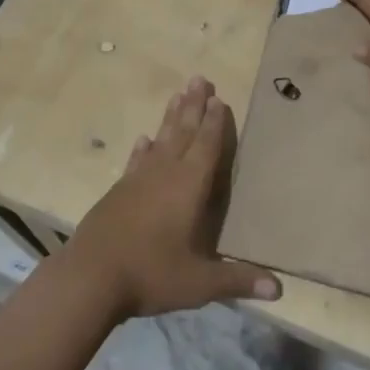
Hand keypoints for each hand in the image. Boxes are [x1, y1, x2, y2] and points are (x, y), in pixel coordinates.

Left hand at [63, 76, 280, 319]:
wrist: (90, 277)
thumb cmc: (151, 274)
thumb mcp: (200, 283)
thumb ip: (238, 280)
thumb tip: (279, 291)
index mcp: (189, 186)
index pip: (206, 146)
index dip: (215, 123)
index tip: (219, 98)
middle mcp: (165, 173)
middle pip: (183, 132)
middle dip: (194, 106)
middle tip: (200, 79)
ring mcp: (138, 179)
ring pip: (161, 139)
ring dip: (171, 117)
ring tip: (178, 94)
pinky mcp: (118, 191)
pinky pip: (136, 160)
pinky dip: (143, 148)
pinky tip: (144, 139)